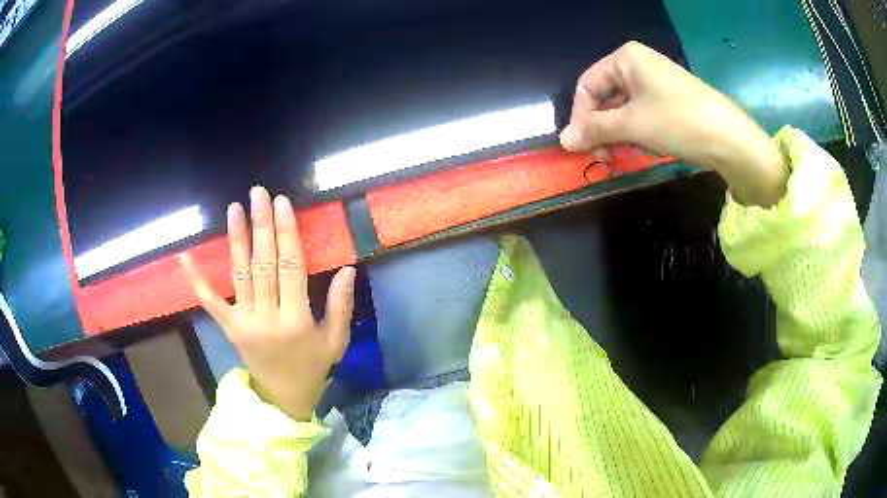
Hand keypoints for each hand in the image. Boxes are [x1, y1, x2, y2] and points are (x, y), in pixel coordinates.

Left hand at [180, 186, 355, 420]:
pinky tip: (186, 257)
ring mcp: (244, 322)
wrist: (283, 397)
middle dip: (262, 226)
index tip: (282, 203)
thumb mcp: (336, 341)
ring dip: (236, 239)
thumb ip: (341, 306)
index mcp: (297, 321)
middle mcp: (267, 317)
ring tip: (235, 208)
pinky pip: (211, 302)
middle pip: (264, 263)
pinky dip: (197, 280)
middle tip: (259, 194)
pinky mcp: (229, 327)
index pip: (292, 267)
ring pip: (240, 273)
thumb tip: (348, 269)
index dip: (287, 233)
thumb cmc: (312, 368)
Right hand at [560, 41, 787, 206]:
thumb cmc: (678, 121)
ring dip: (618, 133)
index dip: (581, 116)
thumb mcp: (633, 125)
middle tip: (603, 157)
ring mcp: (657, 82)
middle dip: (601, 127)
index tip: (582, 146)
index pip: (588, 85)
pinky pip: (642, 113)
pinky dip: (636, 132)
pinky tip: (643, 147)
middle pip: (605, 96)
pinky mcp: (671, 100)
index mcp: (626, 58)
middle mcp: (639, 64)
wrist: (731, 139)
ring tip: (624, 154)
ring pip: (624, 107)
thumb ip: (595, 129)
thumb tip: (563, 140)